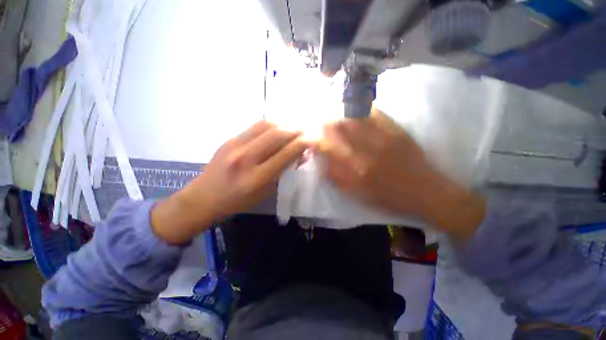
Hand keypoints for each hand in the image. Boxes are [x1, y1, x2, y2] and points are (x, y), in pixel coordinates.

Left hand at [152, 121, 308, 243]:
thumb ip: (283, 173)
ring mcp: (235, 145)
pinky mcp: (229, 139)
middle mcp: (246, 158)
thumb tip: (300, 156)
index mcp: (256, 178)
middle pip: (277, 135)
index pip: (286, 154)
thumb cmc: (238, 201)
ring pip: (266, 125)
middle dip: (297, 129)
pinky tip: (280, 125)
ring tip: (296, 125)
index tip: (314, 139)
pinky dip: (272, 123)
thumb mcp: (265, 192)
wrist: (203, 197)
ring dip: (285, 123)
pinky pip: (255, 125)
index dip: (303, 143)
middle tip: (307, 129)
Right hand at [318, 108, 484, 239]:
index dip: (315, 140)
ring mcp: (382, 138)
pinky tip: (356, 108)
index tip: (309, 137)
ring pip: (355, 119)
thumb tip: (322, 161)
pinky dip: (362, 109)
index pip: (328, 148)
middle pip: (340, 128)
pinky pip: (375, 114)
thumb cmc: (388, 197)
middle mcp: (366, 151)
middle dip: (326, 122)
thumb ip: (336, 178)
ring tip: (334, 112)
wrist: (424, 191)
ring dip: (341, 114)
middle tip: (320, 120)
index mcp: (355, 170)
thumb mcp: (357, 194)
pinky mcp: (396, 131)